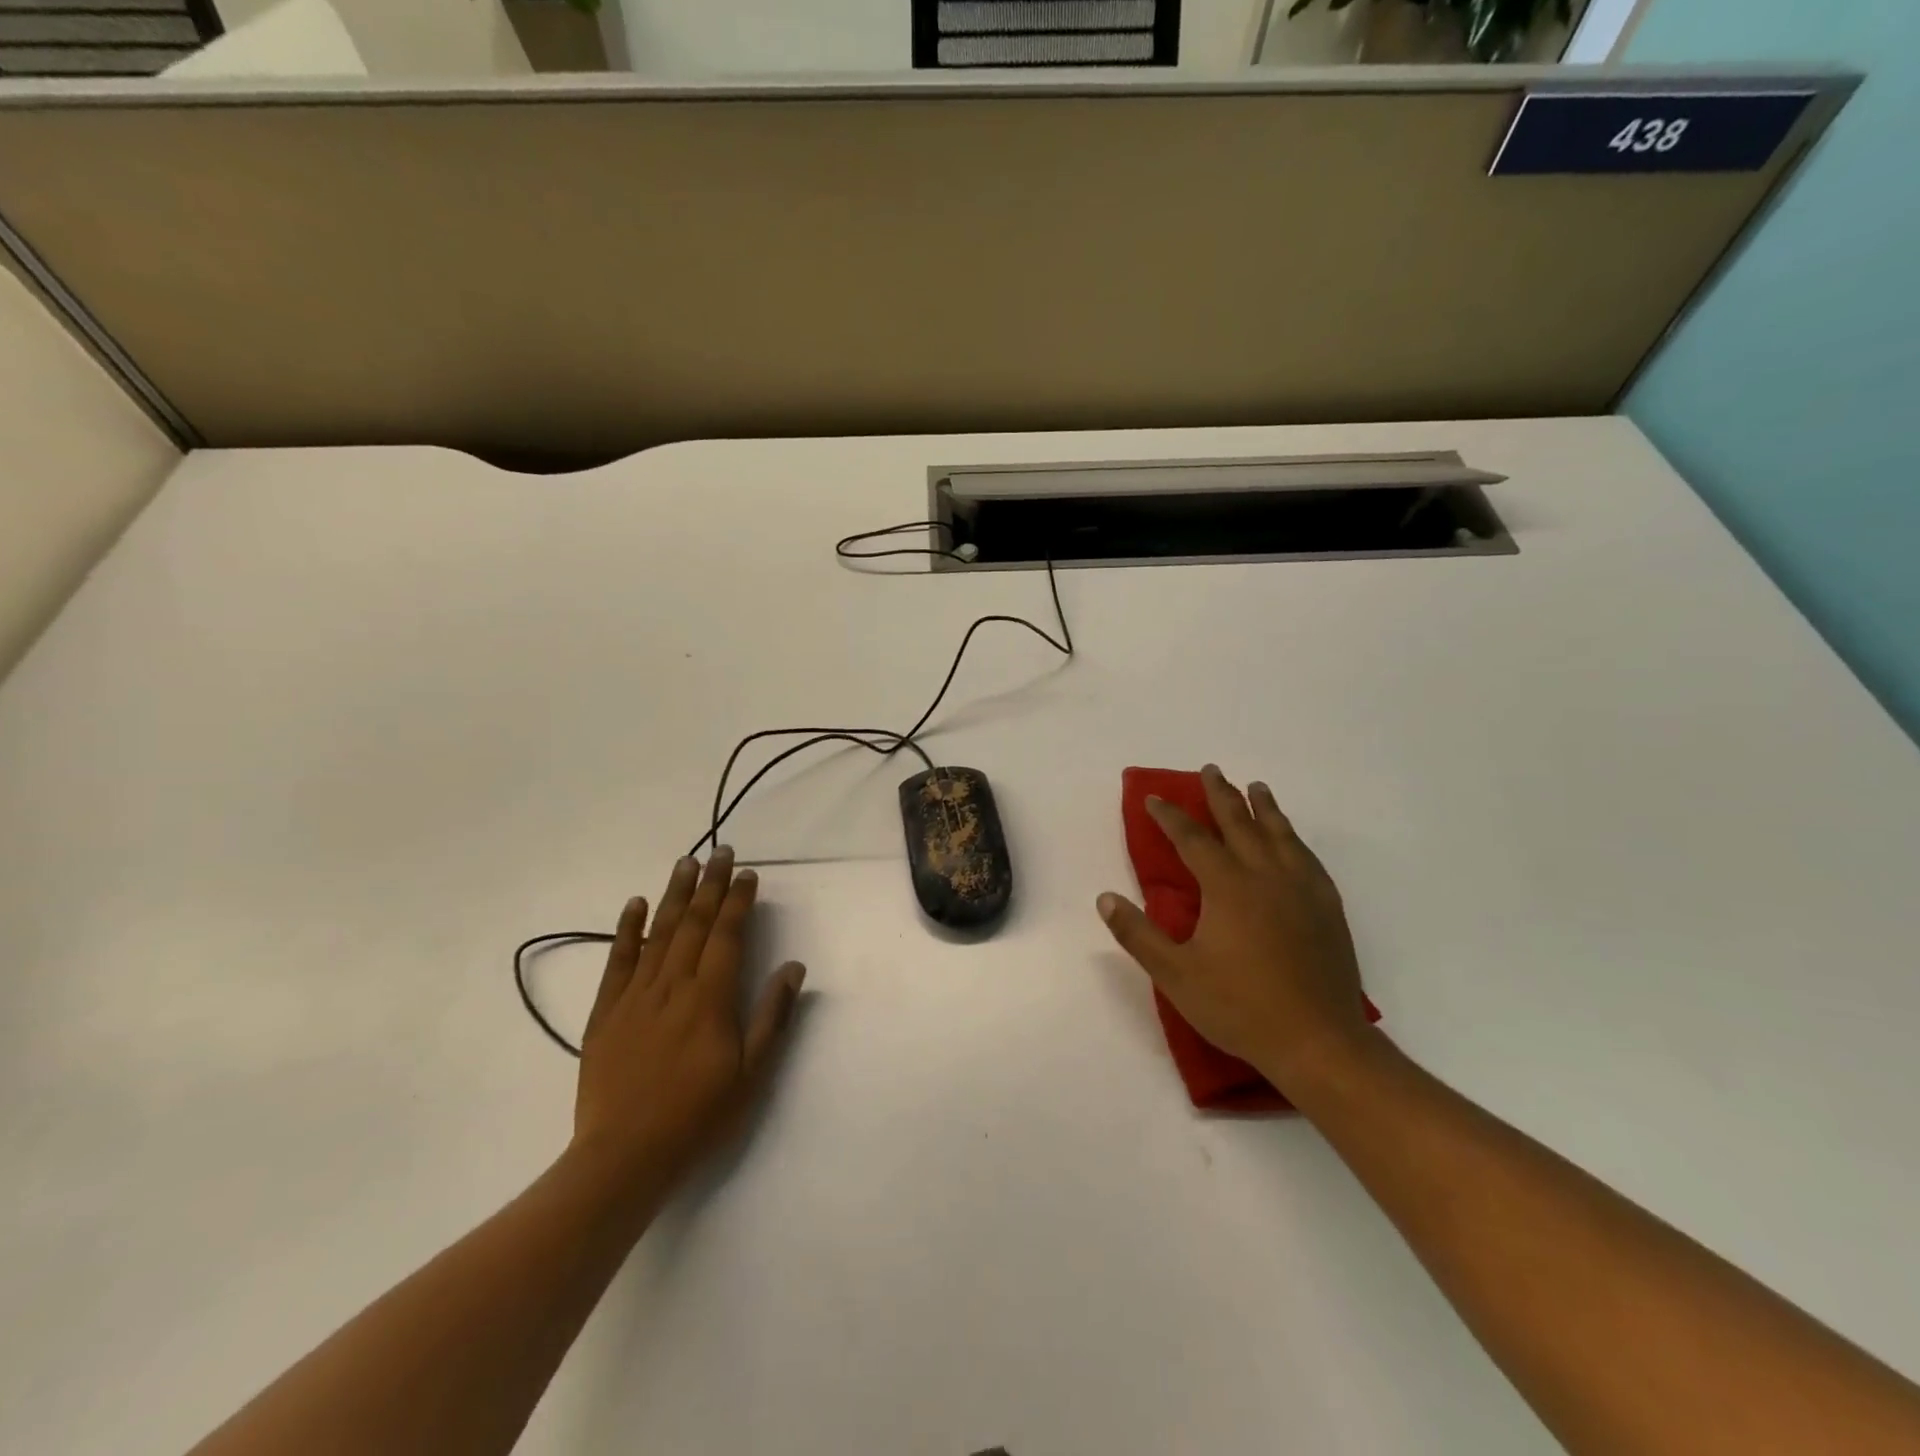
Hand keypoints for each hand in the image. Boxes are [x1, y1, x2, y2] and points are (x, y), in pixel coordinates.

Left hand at [571, 848, 806, 1200]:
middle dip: (710, 884)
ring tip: (685, 862)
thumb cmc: (698, 1116)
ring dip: (674, 894)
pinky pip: (617, 961)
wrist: (624, 1157)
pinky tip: (635, 904)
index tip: (748, 874)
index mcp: (710, 998)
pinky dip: (626, 929)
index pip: (727, 935)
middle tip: (720, 851)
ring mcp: (635, 996)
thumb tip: (794, 967)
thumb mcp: (752, 1073)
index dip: (738, 901)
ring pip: (658, 933)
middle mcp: (673, 986)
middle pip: (693, 924)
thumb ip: (772, 1015)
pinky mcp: (606, 1013)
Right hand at [1097, 765, 1373, 1095]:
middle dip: (1221, 795)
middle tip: (1211, 770)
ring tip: (1256, 788)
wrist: (1318, 1042)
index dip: (1171, 816)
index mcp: (1227, 886)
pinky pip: (1308, 858)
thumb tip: (1105, 898)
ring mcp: (1302, 890)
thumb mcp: (1175, 975)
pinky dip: (1294, 839)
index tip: (1155, 798)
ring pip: (1280, 834)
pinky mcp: (1327, 908)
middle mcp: (1266, 876)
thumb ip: (1138, 934)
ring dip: (1264, 808)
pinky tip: (1292, 841)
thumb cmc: (1240, 1007)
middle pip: (1240, 823)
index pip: (1193, 839)